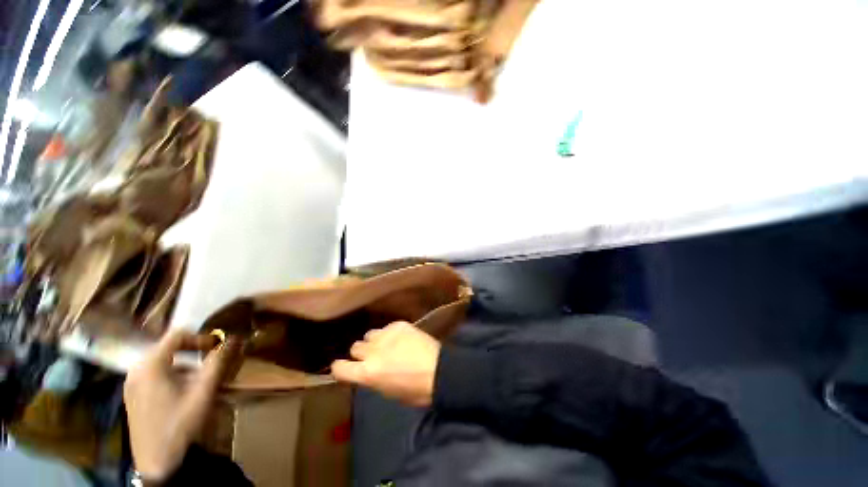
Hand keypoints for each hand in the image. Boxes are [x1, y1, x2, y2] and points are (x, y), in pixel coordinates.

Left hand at [124, 330, 240, 481]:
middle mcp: (136, 370)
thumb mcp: (204, 391)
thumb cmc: (181, 423)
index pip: (177, 335)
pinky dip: (172, 375)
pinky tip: (183, 393)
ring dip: (184, 364)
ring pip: (162, 362)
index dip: (201, 337)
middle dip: (193, 351)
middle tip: (211, 361)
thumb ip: (219, 361)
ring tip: (200, 379)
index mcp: (150, 365)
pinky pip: (154, 375)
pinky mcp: (133, 396)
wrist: (158, 463)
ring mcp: (131, 384)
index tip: (217, 348)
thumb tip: (235, 337)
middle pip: (168, 347)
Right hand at [331, 321, 440, 406]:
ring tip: (388, 345)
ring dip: (375, 341)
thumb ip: (371, 377)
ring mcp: (386, 335)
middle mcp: (372, 351)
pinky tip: (402, 338)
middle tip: (374, 356)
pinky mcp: (399, 324)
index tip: (345, 367)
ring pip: (370, 334)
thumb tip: (366, 370)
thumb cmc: (415, 390)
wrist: (439, 370)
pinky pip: (387, 327)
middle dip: (362, 353)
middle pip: (355, 347)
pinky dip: (391, 333)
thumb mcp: (386, 391)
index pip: (339, 367)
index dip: (341, 368)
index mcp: (367, 373)